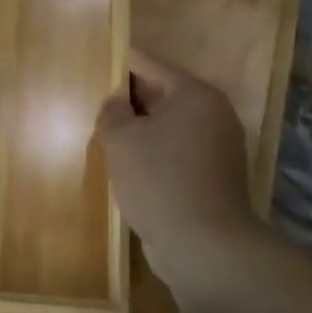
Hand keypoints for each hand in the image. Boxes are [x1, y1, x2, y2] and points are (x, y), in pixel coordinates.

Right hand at [97, 50, 255, 275]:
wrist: (205, 248)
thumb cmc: (159, 182)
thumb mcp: (122, 140)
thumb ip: (112, 111)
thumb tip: (117, 102)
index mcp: (195, 94)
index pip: (148, 65)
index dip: (118, 65)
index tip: (92, 70)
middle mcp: (214, 113)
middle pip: (162, 94)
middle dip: (128, 101)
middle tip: (95, 108)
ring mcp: (219, 146)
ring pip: (169, 126)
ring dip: (141, 131)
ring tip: (107, 138)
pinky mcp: (215, 176)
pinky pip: (178, 151)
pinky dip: (156, 153)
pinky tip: (130, 168)